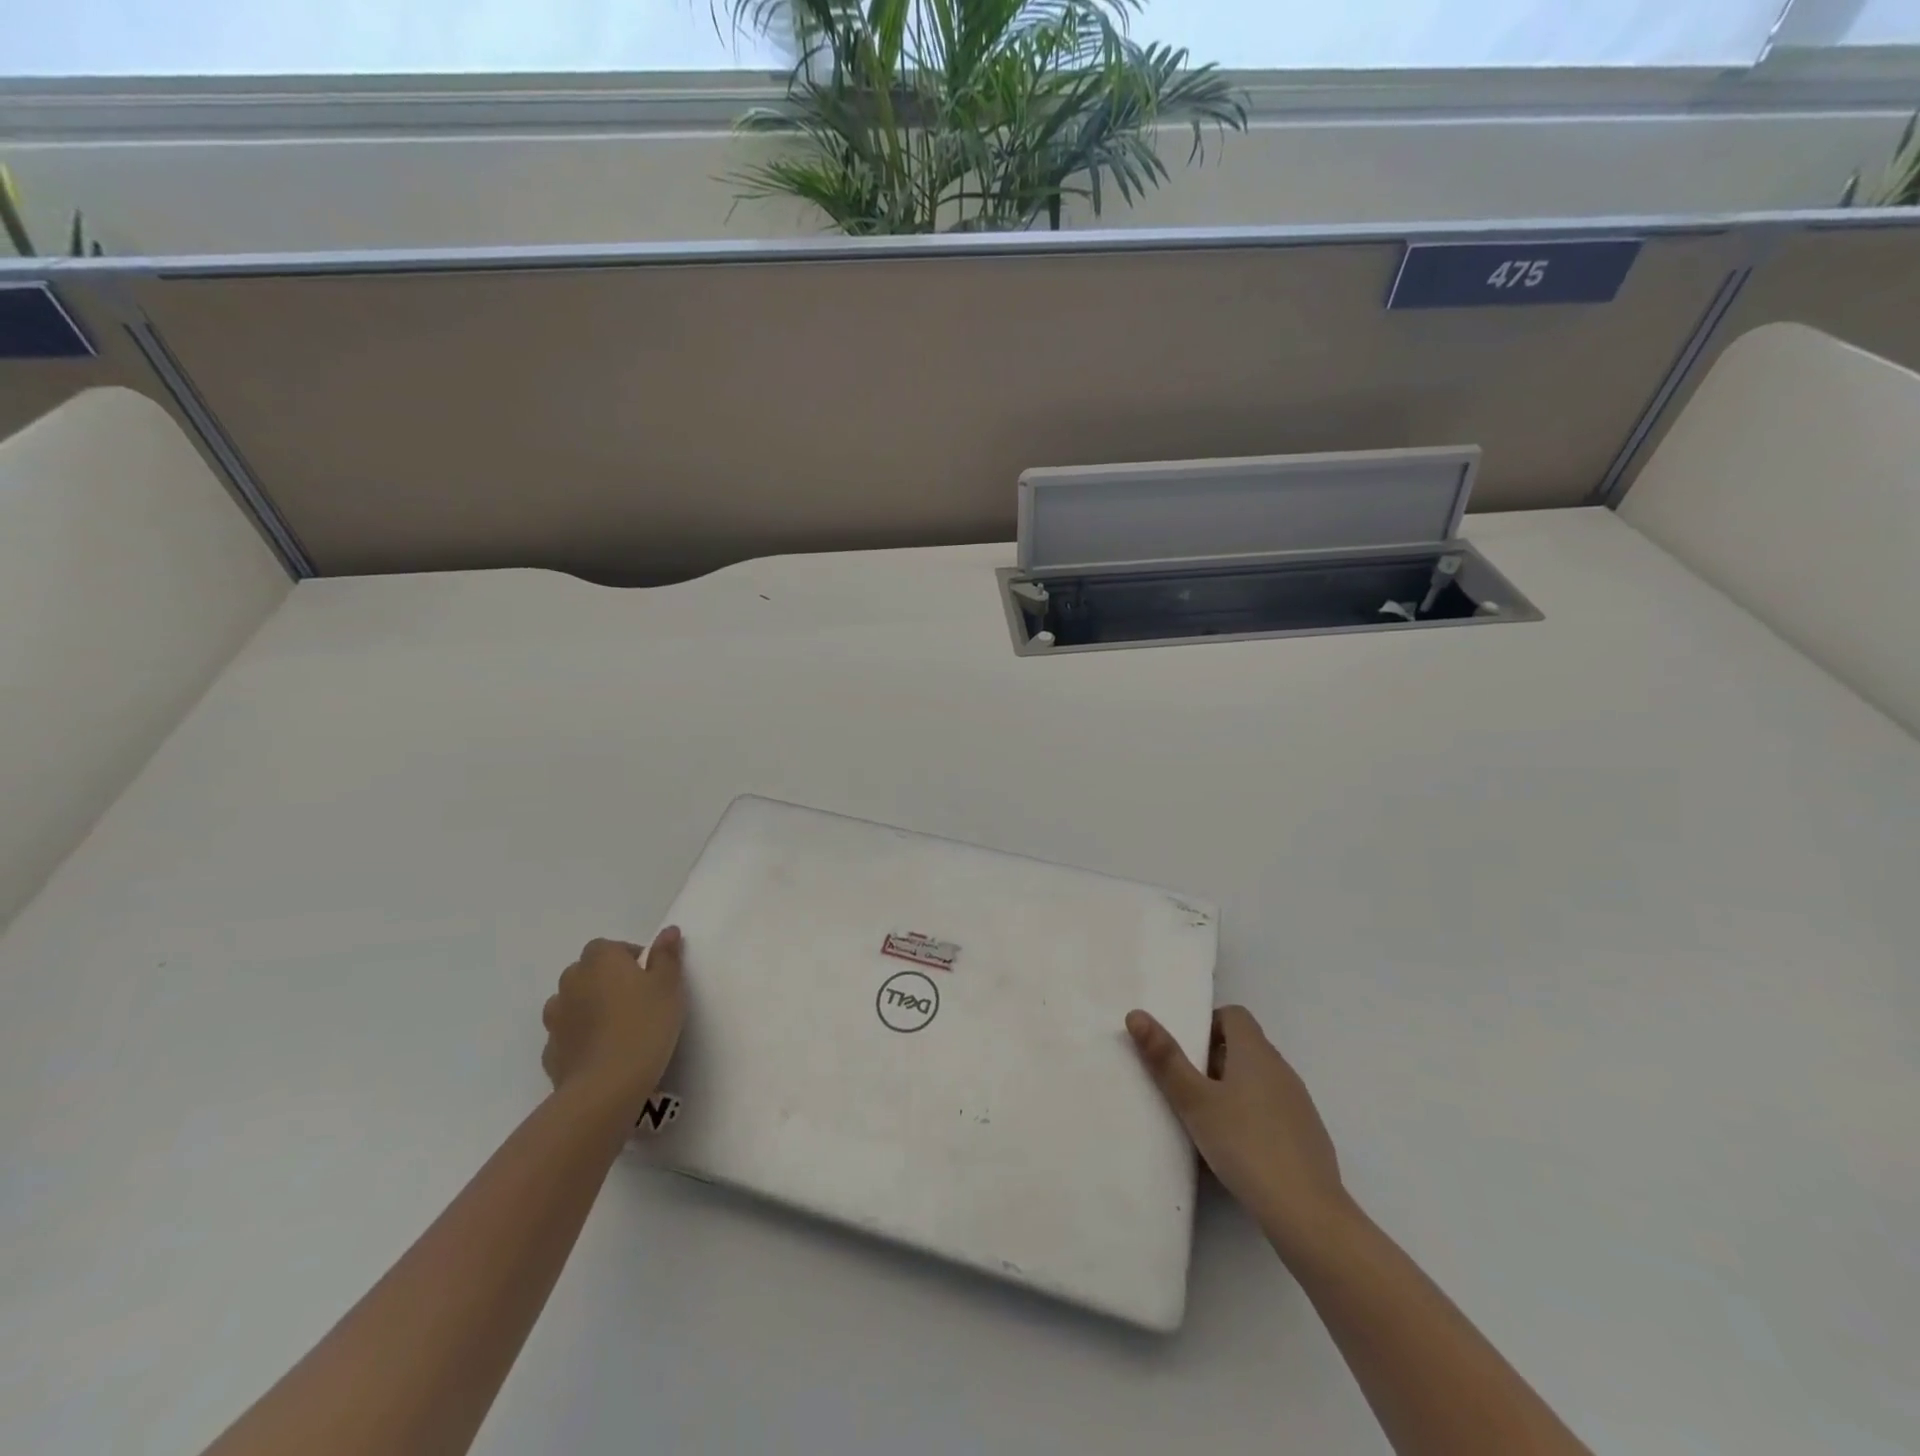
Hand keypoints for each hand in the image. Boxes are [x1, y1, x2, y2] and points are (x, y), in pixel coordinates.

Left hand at [542, 928, 687, 1116]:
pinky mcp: (551, 1052)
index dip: (629, 958)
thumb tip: (668, 931)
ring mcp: (556, 1018)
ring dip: (589, 1008)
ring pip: (572, 1003)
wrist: (605, 1086)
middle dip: (607, 981)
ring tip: (617, 1028)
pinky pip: (567, 1036)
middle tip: (636, 1001)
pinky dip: (580, 1039)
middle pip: (587, 972)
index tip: (650, 977)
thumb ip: (667, 956)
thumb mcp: (669, 986)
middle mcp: (571, 982)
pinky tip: (601, 1054)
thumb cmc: (644, 1025)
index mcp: (600, 960)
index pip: (609, 947)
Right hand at [1126, 1004, 1354, 1263]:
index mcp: (1256, 1052)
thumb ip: (1165, 1058)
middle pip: (1244, 1047)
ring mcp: (1299, 1104)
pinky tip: (1235, 1151)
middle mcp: (1281, 1069)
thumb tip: (1136, 1014)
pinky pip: (1272, 1111)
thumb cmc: (1245, 1145)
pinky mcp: (1307, 1136)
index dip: (1207, 1025)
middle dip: (1212, 1061)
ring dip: (1231, 1091)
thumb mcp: (1195, 1102)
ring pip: (1257, 1081)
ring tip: (1205, 1121)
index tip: (1185, 1052)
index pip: (1234, 1015)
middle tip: (1185, 1087)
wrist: (1307, 1214)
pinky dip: (1251, 1118)